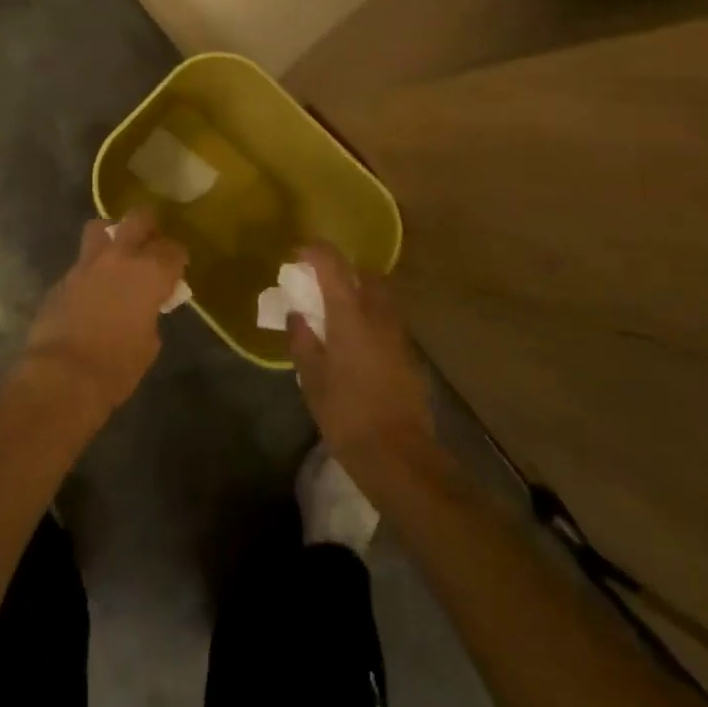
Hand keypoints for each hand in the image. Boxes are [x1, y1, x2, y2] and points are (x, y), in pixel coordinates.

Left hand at [22, 211, 187, 416]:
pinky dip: (90, 271)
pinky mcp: (62, 278)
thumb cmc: (117, 366)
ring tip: (116, 256)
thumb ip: (150, 314)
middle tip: (150, 247)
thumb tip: (144, 309)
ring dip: (112, 236)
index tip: (176, 272)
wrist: (62, 376)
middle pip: (139, 219)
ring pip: (100, 228)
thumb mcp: (148, 343)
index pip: (174, 249)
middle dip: (148, 228)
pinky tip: (91, 292)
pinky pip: (81, 263)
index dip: (177, 260)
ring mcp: (86, 264)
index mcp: (150, 272)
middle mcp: (120, 257)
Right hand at [288, 245, 436, 483]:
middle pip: (362, 274)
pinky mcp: (409, 353)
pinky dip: (370, 317)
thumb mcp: (312, 377)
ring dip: (358, 294)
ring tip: (336, 314)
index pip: (332, 264)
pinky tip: (356, 342)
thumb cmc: (346, 413)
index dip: (314, 252)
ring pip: (379, 296)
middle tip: (318, 285)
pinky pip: (386, 320)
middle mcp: (378, 313)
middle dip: (341, 271)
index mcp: (350, 313)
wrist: (398, 454)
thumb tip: (298, 314)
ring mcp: (398, 332)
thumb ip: (302, 339)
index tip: (298, 255)